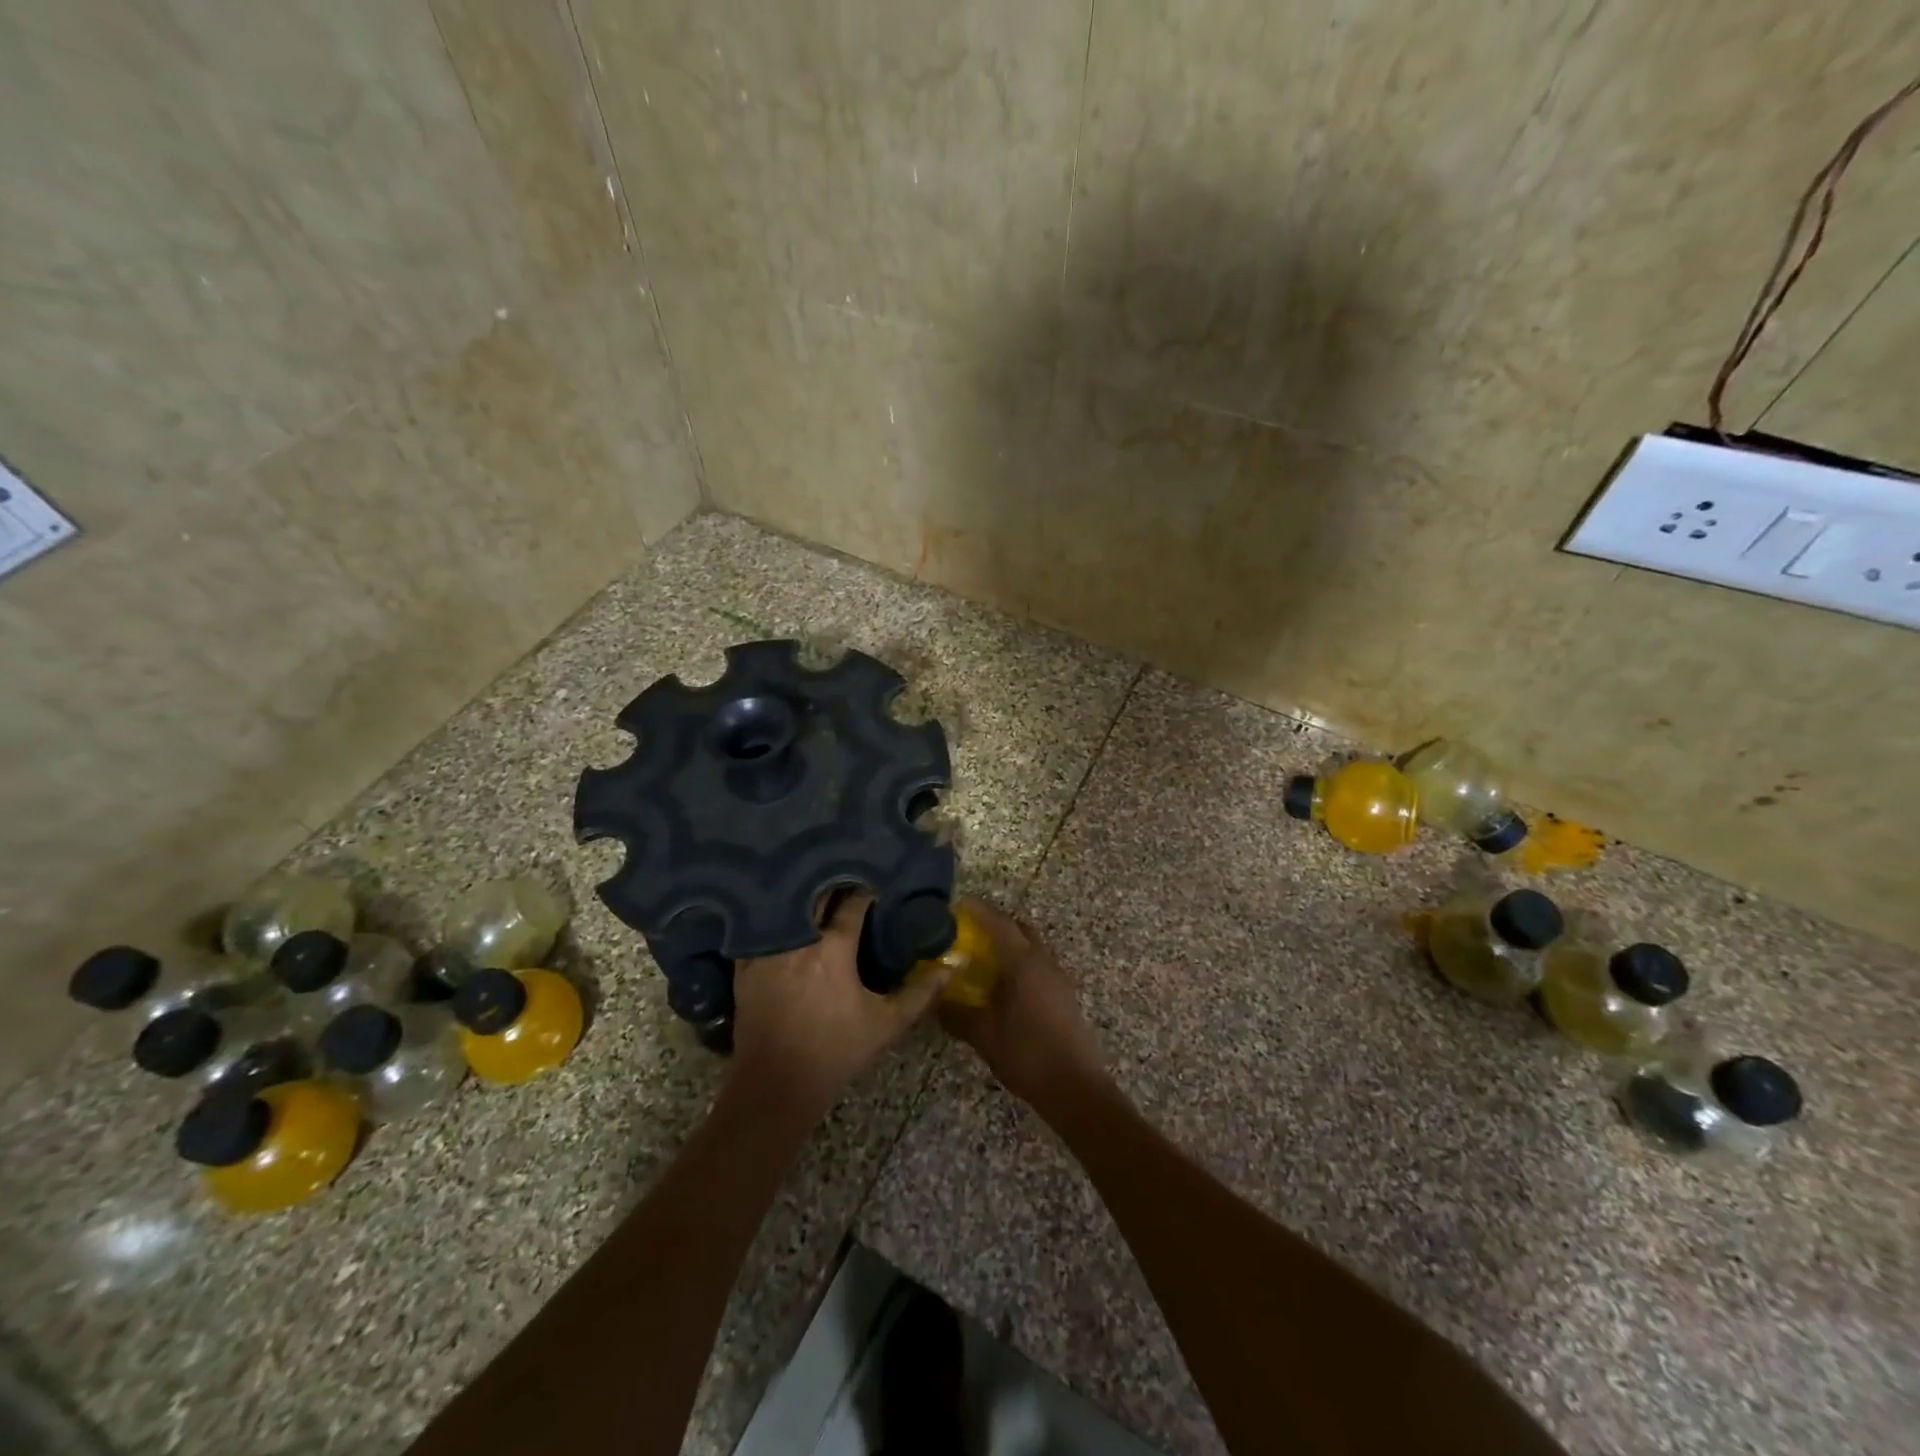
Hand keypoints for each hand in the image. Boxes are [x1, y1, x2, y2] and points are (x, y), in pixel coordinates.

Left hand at [731, 893, 949, 1116]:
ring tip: (816, 891)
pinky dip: (772, 919)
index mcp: (834, 948)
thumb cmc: (836, 1053)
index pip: (852, 904)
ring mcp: (767, 950)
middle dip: (832, 886)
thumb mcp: (887, 1024)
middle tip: (847, 881)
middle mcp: (798, 940)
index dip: (865, 892)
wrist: (776, 1086)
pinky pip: (759, 929)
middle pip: (815, 896)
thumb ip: (921, 992)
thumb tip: (953, 963)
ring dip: (802, 897)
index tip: (875, 886)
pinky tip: (781, 917)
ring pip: (785, 908)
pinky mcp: (745, 965)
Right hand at [938, 898, 1110, 1116]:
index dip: (977, 911)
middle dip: (994, 923)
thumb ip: (956, 1014)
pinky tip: (1004, 983)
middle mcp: (1044, 961)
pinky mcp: (1064, 993)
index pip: (998, 923)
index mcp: (1024, 963)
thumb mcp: (984, 1036)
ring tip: (982, 957)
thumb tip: (931, 999)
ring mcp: (1058, 976)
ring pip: (1031, 945)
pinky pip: (1039, 962)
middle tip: (967, 932)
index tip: (956, 905)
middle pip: (1018, 928)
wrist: (1076, 1088)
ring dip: (1009, 943)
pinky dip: (1020, 960)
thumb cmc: (1028, 1056)